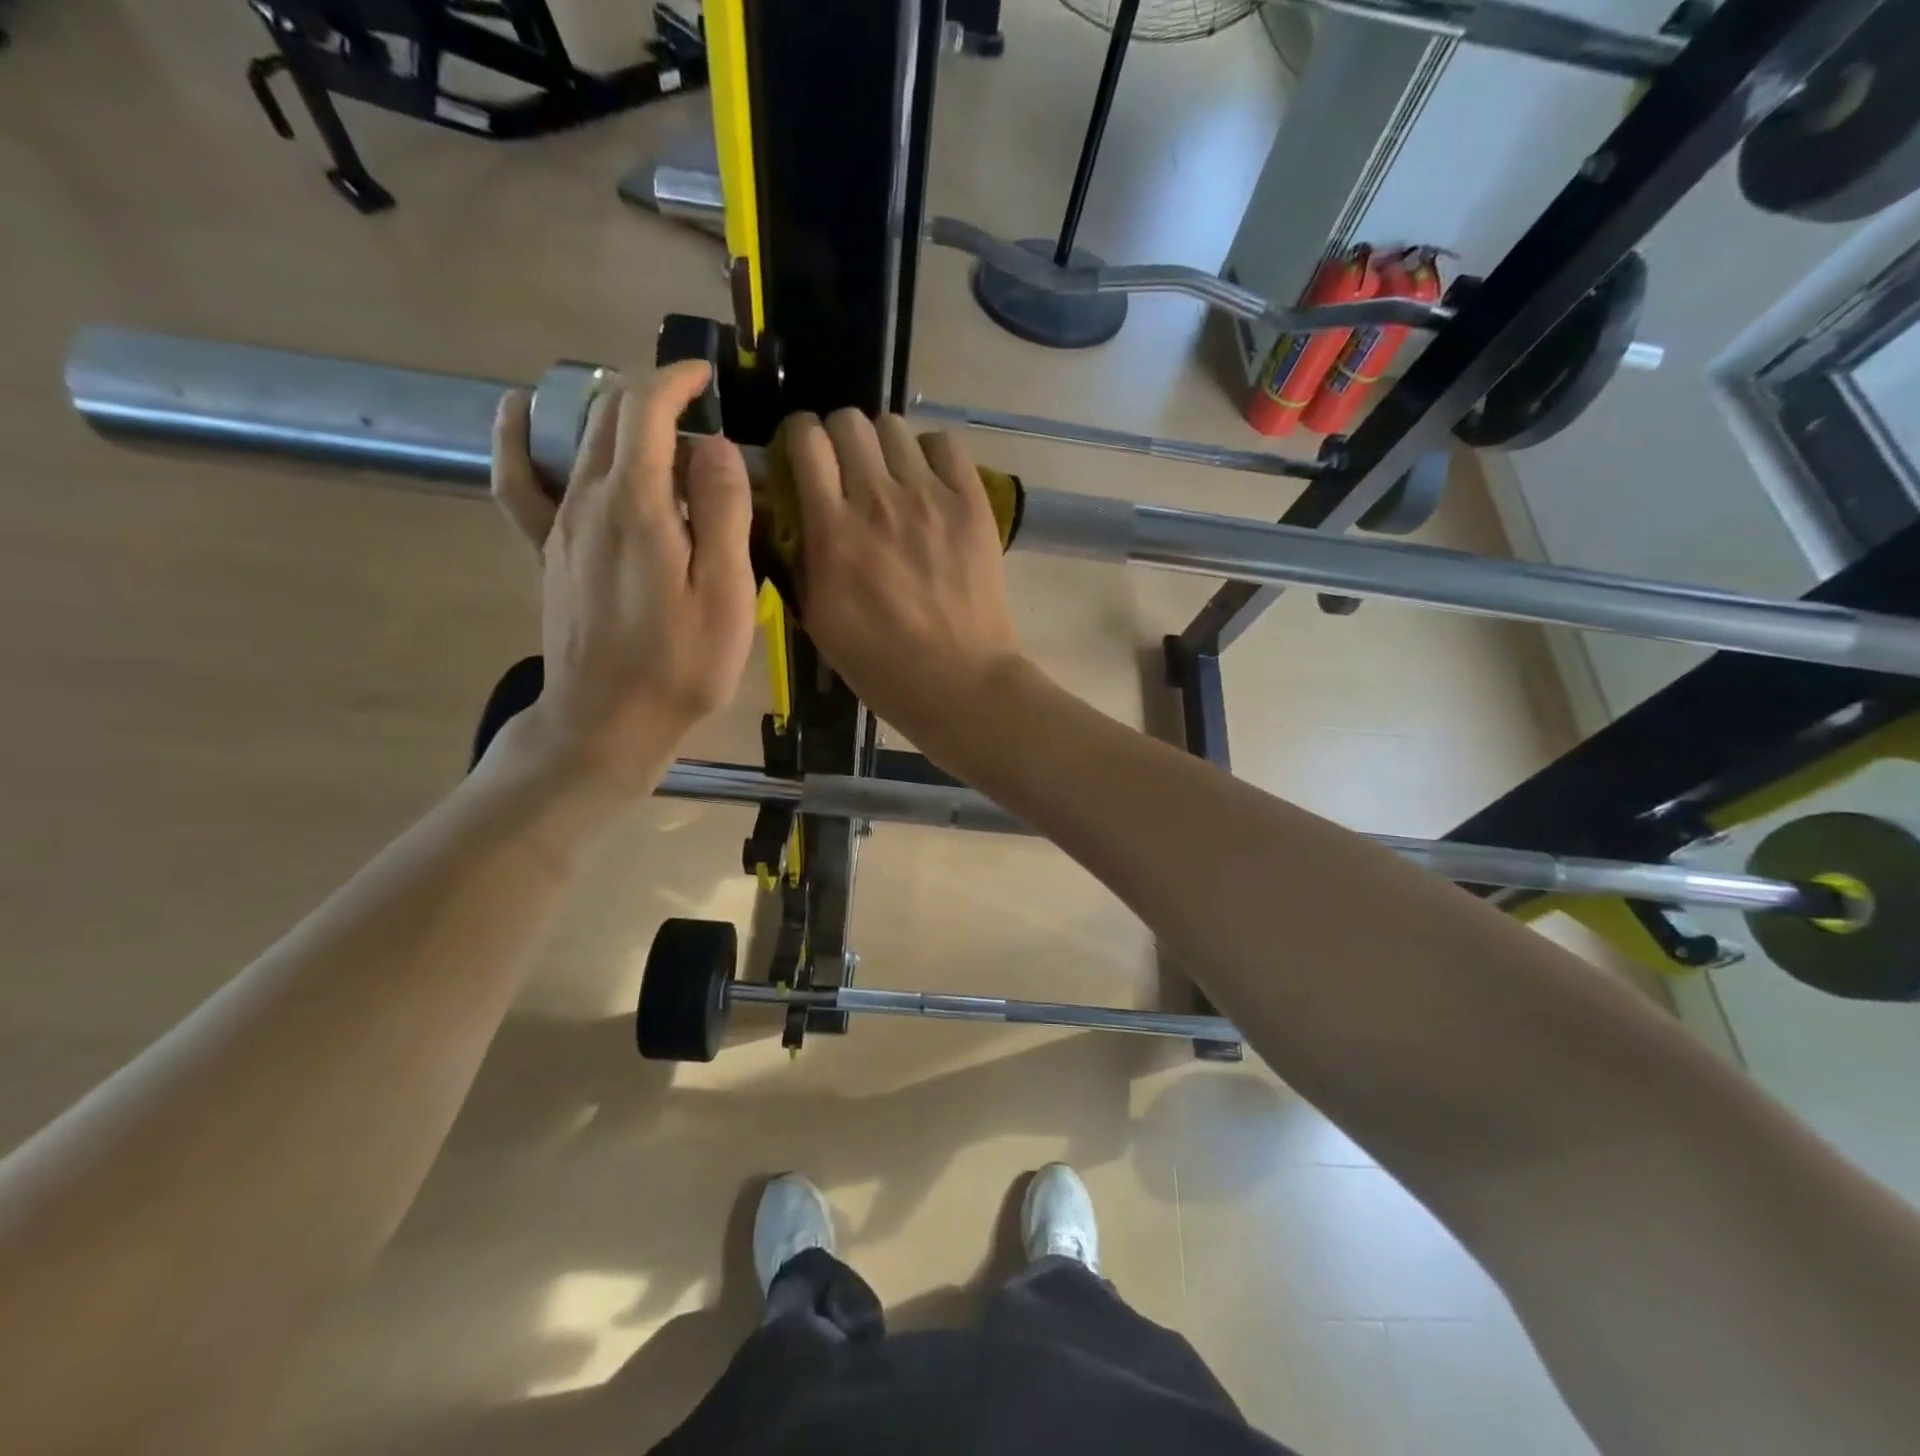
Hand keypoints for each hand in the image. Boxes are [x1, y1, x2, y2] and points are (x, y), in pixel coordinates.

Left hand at [490, 362, 756, 787]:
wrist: (608, 720)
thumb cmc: (681, 665)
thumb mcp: (726, 594)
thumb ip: (722, 512)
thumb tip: (714, 447)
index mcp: (639, 505)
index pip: (647, 410)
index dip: (676, 381)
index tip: (706, 378)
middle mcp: (589, 500)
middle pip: (611, 416)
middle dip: (653, 395)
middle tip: (697, 411)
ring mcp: (560, 525)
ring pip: (580, 440)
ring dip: (614, 414)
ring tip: (650, 419)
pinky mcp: (547, 552)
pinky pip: (520, 481)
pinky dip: (519, 440)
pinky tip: (520, 413)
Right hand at [788, 410, 1024, 753]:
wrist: (958, 681)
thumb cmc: (881, 664)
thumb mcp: (817, 619)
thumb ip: (799, 557)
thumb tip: (790, 513)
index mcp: (832, 530)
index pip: (806, 440)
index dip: (800, 439)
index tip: (804, 458)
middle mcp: (878, 500)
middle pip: (848, 421)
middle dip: (839, 438)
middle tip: (847, 470)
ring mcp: (930, 497)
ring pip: (894, 427)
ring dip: (883, 446)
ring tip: (891, 477)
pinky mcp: (971, 503)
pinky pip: (945, 444)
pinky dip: (931, 454)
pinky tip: (930, 482)